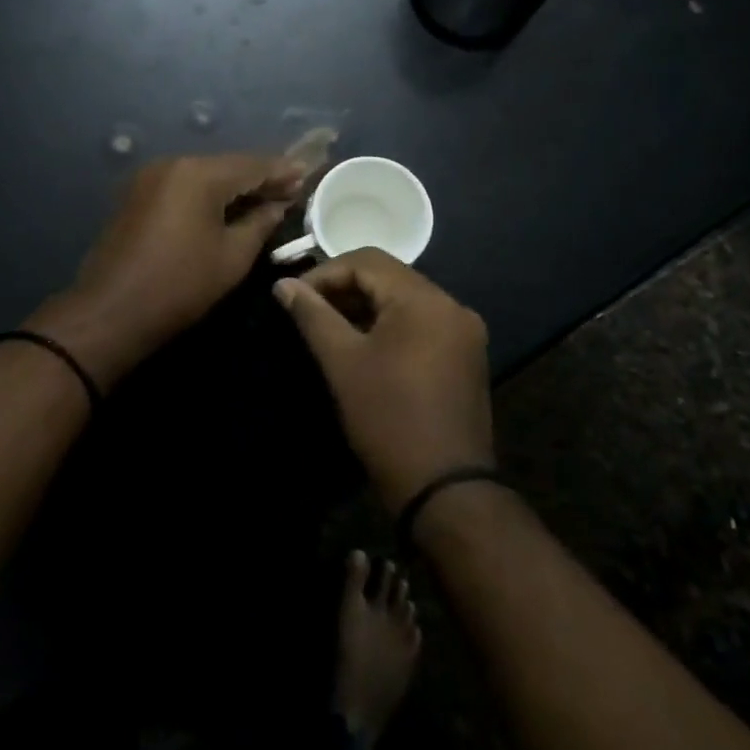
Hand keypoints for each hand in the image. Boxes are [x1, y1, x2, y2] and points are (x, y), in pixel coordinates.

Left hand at [29, 154, 302, 384]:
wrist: (110, 311)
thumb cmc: (180, 285)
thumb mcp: (232, 256)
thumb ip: (261, 222)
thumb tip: (279, 205)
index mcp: (199, 173)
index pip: (252, 164)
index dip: (282, 171)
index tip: (307, 175)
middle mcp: (173, 163)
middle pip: (227, 165)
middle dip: (259, 178)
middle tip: (291, 190)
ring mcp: (150, 177)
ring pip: (204, 174)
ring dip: (233, 186)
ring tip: (264, 199)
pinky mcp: (137, 195)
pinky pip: (183, 186)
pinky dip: (207, 194)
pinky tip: (227, 207)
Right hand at [272, 249, 492, 510]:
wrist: (444, 488)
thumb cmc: (387, 418)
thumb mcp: (342, 362)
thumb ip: (312, 315)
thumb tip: (283, 284)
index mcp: (425, 300)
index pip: (368, 261)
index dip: (325, 273)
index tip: (295, 297)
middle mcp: (451, 306)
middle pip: (389, 277)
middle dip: (345, 288)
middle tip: (308, 310)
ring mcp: (463, 332)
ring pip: (405, 300)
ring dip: (366, 306)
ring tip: (330, 328)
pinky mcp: (466, 357)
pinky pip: (422, 323)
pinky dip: (390, 325)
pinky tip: (364, 346)